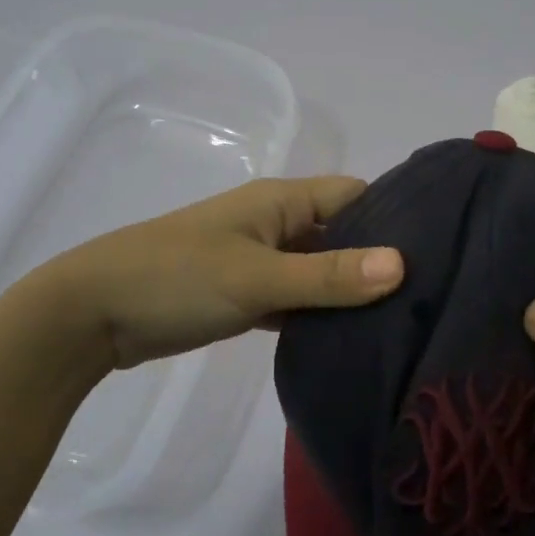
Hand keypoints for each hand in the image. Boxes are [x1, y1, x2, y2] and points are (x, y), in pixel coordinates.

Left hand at [43, 176, 404, 368]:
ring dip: (347, 291)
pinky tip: (348, 341)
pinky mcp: (243, 294)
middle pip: (340, 233)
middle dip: (377, 259)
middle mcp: (275, 224)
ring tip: (403, 322)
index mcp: (281, 202)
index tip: (441, 249)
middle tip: (431, 295)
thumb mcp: (256, 277)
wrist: (93, 313)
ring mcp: (257, 260)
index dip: (395, 215)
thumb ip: (327, 275)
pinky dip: (316, 314)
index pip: (355, 194)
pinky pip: (294, 298)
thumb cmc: (176, 279)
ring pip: (317, 270)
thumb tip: (402, 265)